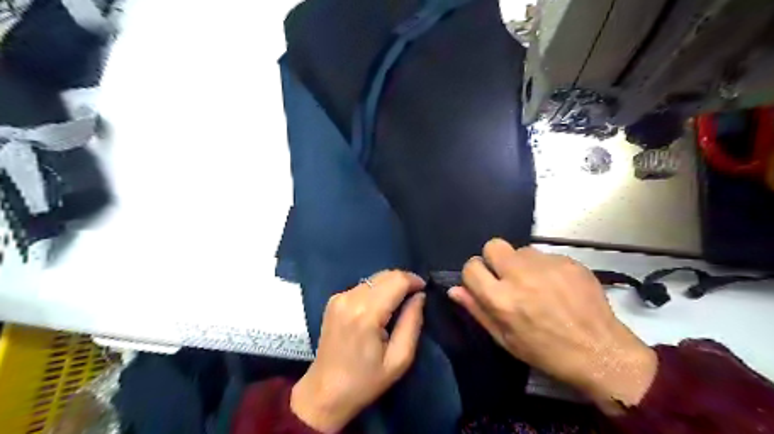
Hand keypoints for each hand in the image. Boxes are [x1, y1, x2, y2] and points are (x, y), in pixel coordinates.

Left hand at [291, 272, 426, 430]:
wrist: (325, 392)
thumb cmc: (365, 381)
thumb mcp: (399, 359)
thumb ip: (412, 323)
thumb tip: (419, 296)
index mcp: (366, 314)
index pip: (396, 280)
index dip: (414, 280)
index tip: (424, 290)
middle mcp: (350, 298)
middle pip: (385, 275)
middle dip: (403, 281)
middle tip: (414, 297)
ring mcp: (339, 297)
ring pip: (374, 278)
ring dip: (390, 285)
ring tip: (399, 304)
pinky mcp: (333, 300)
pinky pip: (363, 286)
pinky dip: (376, 290)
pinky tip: (380, 308)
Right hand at [452, 241, 654, 413]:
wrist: (600, 352)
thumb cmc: (546, 351)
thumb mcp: (505, 339)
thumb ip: (477, 310)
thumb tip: (455, 289)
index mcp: (501, 298)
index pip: (471, 266)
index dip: (474, 274)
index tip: (484, 283)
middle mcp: (520, 275)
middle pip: (493, 245)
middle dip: (494, 259)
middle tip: (507, 278)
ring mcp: (546, 265)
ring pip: (521, 250)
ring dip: (521, 264)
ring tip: (536, 284)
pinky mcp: (568, 261)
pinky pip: (546, 255)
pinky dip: (545, 268)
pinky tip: (558, 286)